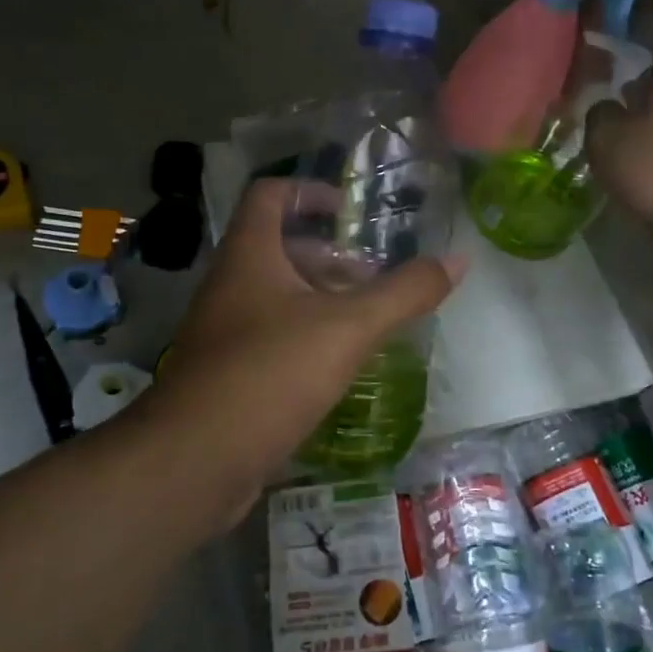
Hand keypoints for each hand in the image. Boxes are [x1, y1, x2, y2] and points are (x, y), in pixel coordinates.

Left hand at [135, 178, 461, 519]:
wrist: (194, 461)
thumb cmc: (269, 374)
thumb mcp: (348, 328)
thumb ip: (404, 293)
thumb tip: (459, 259)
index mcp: (249, 256)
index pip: (269, 195)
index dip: (309, 190)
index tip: (350, 209)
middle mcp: (230, 285)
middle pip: (278, 249)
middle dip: (328, 255)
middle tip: (375, 275)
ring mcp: (225, 332)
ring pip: (277, 298)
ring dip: (321, 300)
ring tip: (369, 320)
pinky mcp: (228, 374)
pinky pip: (272, 339)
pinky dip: (307, 339)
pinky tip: (339, 365)